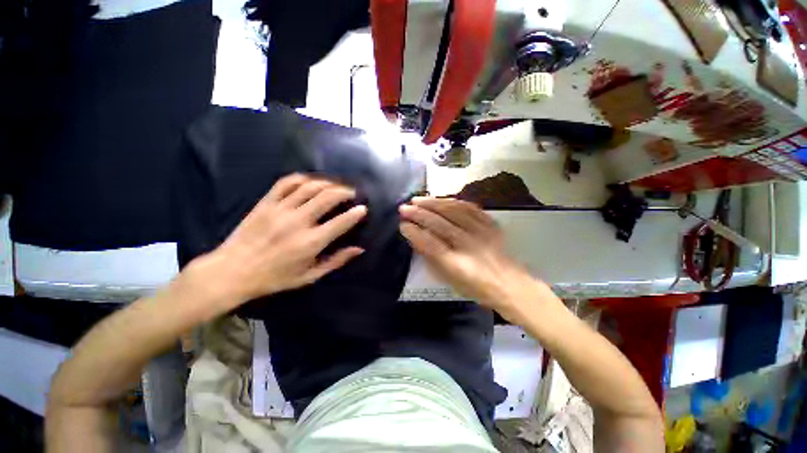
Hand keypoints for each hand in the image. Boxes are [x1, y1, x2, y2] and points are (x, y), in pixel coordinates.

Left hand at [198, 174, 366, 305]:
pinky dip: (302, 178)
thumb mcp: (309, 276)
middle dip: (345, 192)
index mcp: (310, 243)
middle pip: (327, 197)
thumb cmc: (274, 278)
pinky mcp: (265, 203)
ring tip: (336, 186)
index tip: (363, 208)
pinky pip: (286, 183)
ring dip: (328, 183)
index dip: (356, 213)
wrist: (232, 271)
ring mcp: (280, 210)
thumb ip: (336, 261)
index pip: (340, 222)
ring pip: (310, 187)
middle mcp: (297, 222)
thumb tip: (359, 249)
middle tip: (352, 193)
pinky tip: (311, 181)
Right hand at [399, 197, 540, 318]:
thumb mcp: (449, 280)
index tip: (402, 225)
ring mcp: (482, 232)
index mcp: (457, 265)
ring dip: (433, 203)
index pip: (430, 243)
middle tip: (404, 208)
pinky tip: (441, 200)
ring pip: (453, 211)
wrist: (509, 284)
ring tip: (418, 199)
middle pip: (440, 223)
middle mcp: (470, 245)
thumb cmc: (475, 287)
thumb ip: (431, 258)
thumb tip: (415, 237)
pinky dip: (452, 201)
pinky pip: (470, 207)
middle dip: (419, 213)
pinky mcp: (491, 224)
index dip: (414, 232)